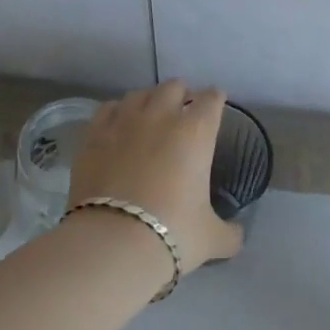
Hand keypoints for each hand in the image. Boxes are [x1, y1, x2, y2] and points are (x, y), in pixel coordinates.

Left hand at [66, 81, 243, 266]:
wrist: (113, 243)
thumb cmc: (173, 233)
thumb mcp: (212, 238)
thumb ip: (229, 232)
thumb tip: (236, 234)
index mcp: (196, 132)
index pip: (211, 99)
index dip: (215, 101)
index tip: (215, 107)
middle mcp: (161, 116)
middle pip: (174, 86)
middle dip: (181, 95)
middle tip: (183, 113)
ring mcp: (123, 122)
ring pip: (139, 94)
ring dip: (149, 100)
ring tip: (150, 116)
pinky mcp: (93, 136)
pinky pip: (108, 110)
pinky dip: (117, 113)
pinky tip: (118, 126)